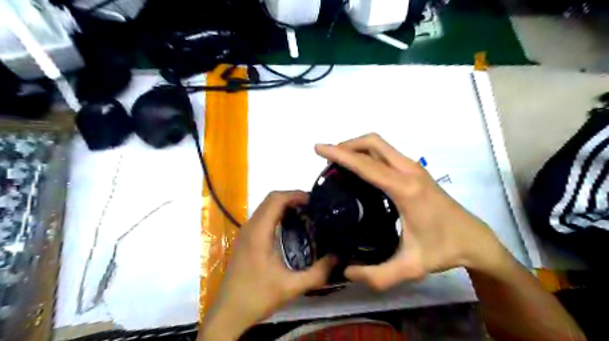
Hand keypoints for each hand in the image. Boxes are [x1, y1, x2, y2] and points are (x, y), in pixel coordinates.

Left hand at [199, 191, 331, 338]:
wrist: (228, 312)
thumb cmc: (257, 296)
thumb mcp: (291, 287)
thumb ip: (317, 273)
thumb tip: (337, 257)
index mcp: (259, 232)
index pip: (276, 199)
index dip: (295, 194)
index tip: (314, 201)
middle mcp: (250, 227)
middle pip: (271, 199)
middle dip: (292, 198)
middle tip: (313, 208)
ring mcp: (245, 232)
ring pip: (265, 207)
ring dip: (284, 205)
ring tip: (305, 214)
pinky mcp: (245, 239)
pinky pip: (262, 217)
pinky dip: (277, 214)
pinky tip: (290, 227)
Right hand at [313, 133, 509, 289]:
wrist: (475, 239)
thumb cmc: (444, 249)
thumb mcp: (410, 268)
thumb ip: (376, 275)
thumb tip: (345, 271)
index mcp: (405, 190)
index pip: (366, 165)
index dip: (340, 154)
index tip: (319, 148)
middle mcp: (409, 171)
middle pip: (373, 143)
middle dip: (347, 145)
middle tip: (328, 160)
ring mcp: (414, 168)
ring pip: (380, 145)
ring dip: (357, 148)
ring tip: (339, 165)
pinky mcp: (416, 171)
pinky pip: (386, 154)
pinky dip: (368, 154)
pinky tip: (360, 172)